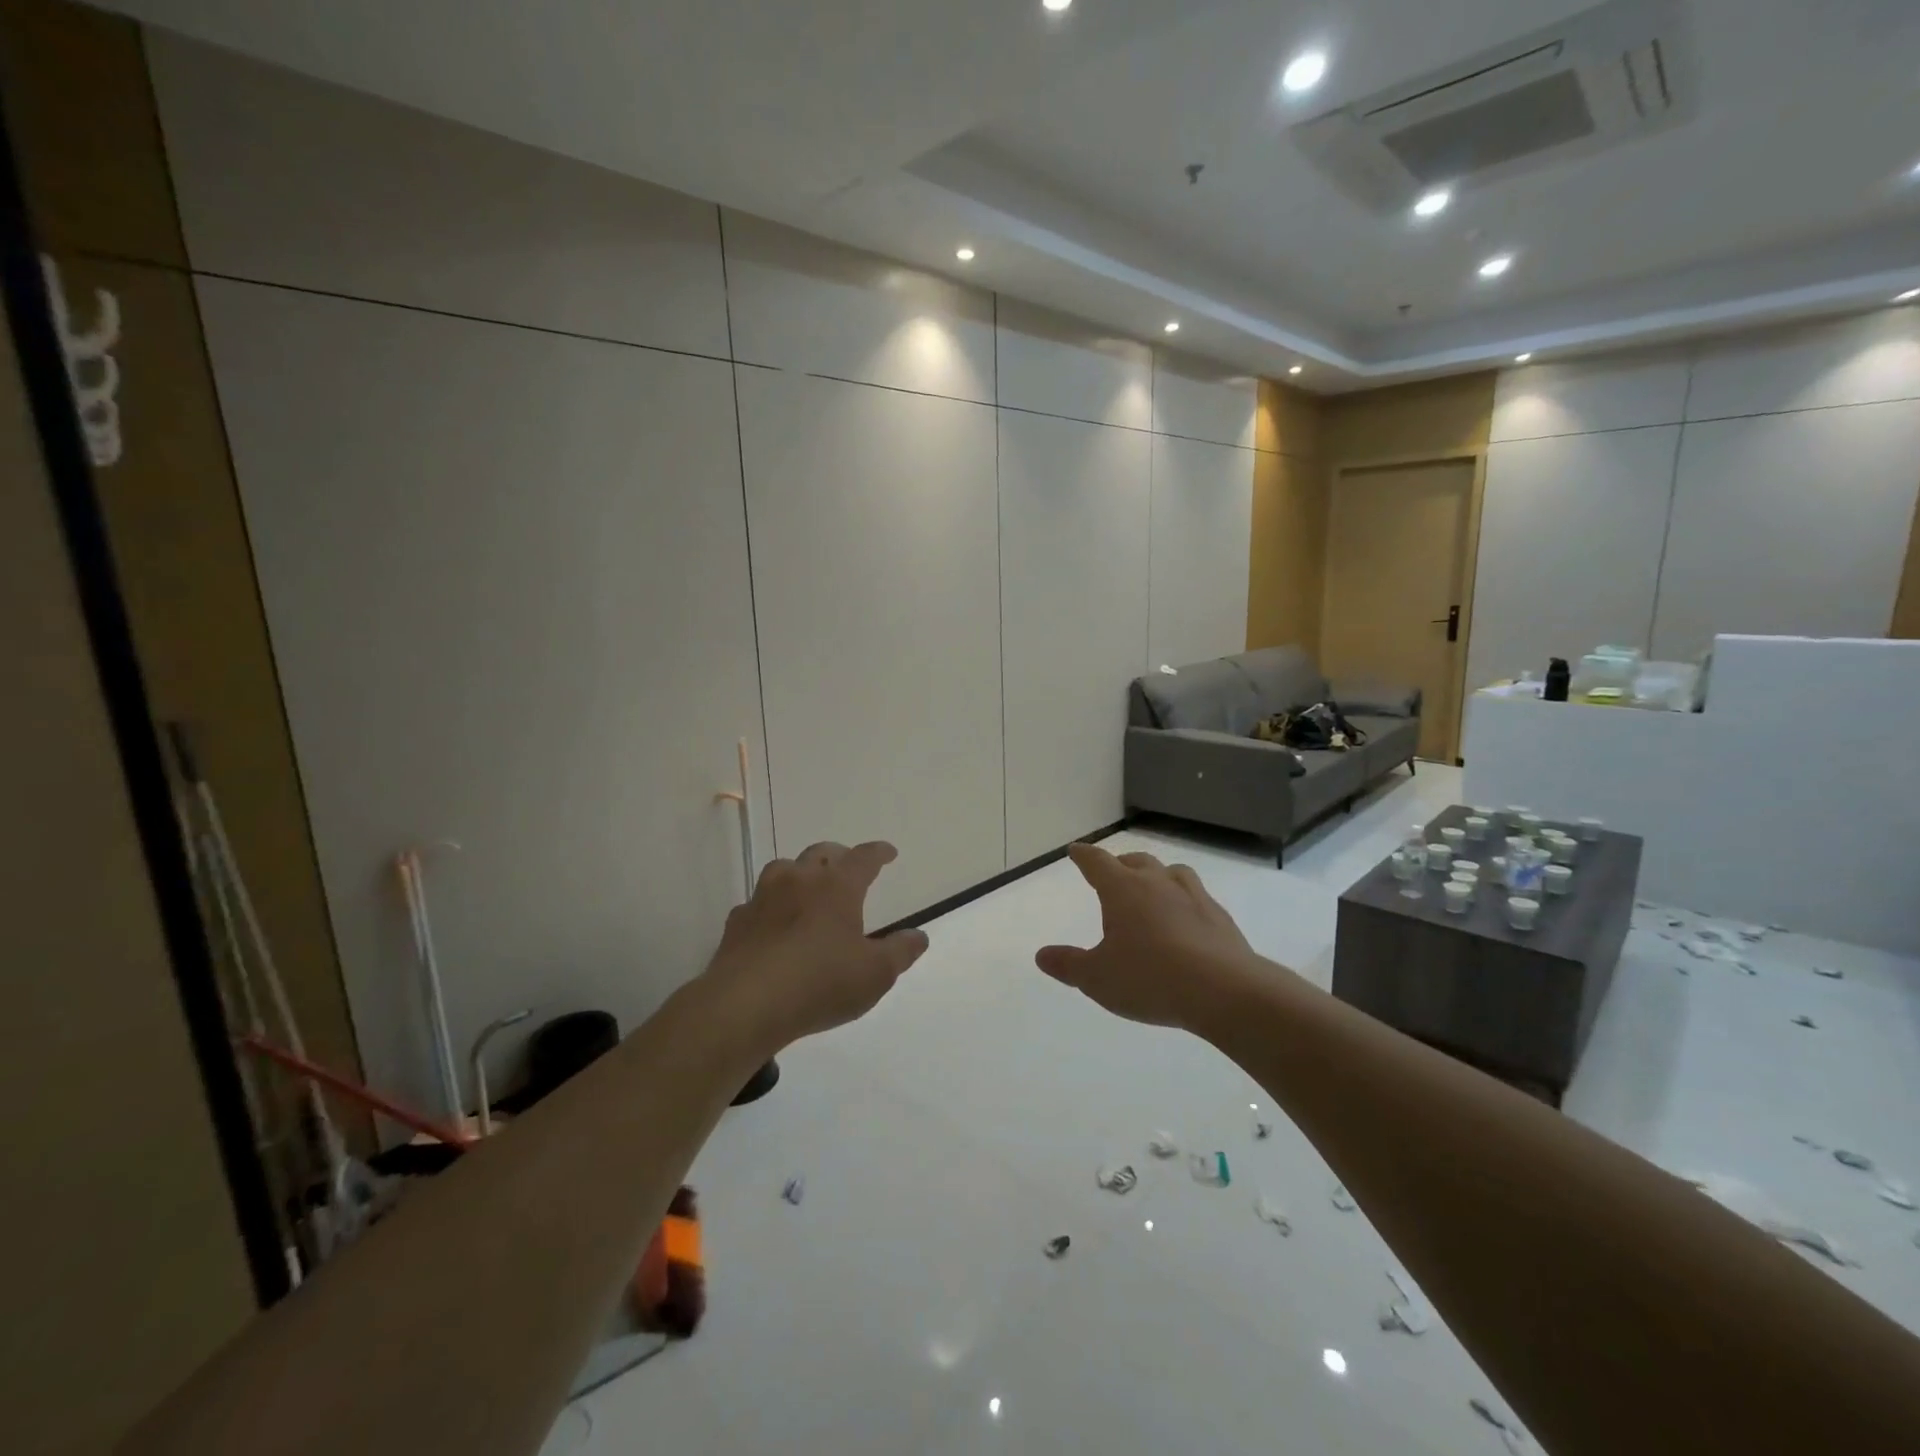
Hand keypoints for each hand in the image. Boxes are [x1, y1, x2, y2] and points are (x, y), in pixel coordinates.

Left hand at [698, 841, 927, 1051]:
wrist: (746, 1004)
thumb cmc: (820, 983)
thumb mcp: (875, 974)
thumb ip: (900, 952)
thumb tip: (918, 936)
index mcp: (837, 886)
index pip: (864, 857)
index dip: (878, 853)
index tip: (888, 853)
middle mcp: (800, 880)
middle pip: (821, 853)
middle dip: (839, 856)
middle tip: (848, 867)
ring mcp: (764, 897)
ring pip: (784, 869)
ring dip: (800, 873)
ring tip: (808, 889)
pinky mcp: (738, 921)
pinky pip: (758, 902)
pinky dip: (770, 906)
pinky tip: (773, 924)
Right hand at [1036, 843, 1262, 1031]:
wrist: (1223, 990)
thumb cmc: (1149, 978)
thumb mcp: (1097, 978)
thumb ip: (1069, 964)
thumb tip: (1042, 955)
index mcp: (1123, 890)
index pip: (1097, 862)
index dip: (1083, 856)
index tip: (1076, 851)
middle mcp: (1157, 883)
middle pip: (1136, 861)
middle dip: (1120, 864)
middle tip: (1112, 872)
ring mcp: (1193, 896)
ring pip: (1171, 872)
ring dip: (1157, 875)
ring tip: (1152, 888)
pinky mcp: (1219, 916)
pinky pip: (1196, 897)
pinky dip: (1184, 900)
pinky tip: (1185, 920)